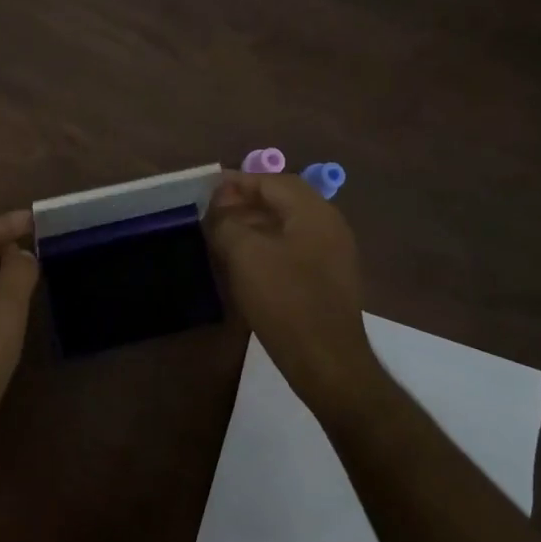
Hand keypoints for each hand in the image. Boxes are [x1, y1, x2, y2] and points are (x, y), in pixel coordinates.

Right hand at [205, 172, 378, 408]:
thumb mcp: (245, 254)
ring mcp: (332, 254)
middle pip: (283, 200)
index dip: (238, 181)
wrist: (326, 360)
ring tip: (222, 234)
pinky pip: (293, 248)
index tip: (207, 188)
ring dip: (255, 224)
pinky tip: (245, 262)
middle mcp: (328, 225)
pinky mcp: (328, 279)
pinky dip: (267, 245)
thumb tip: (219, 211)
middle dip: (246, 201)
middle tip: (213, 211)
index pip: (273, 181)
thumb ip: (227, 223)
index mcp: (313, 211)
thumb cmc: (285, 300)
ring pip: (287, 225)